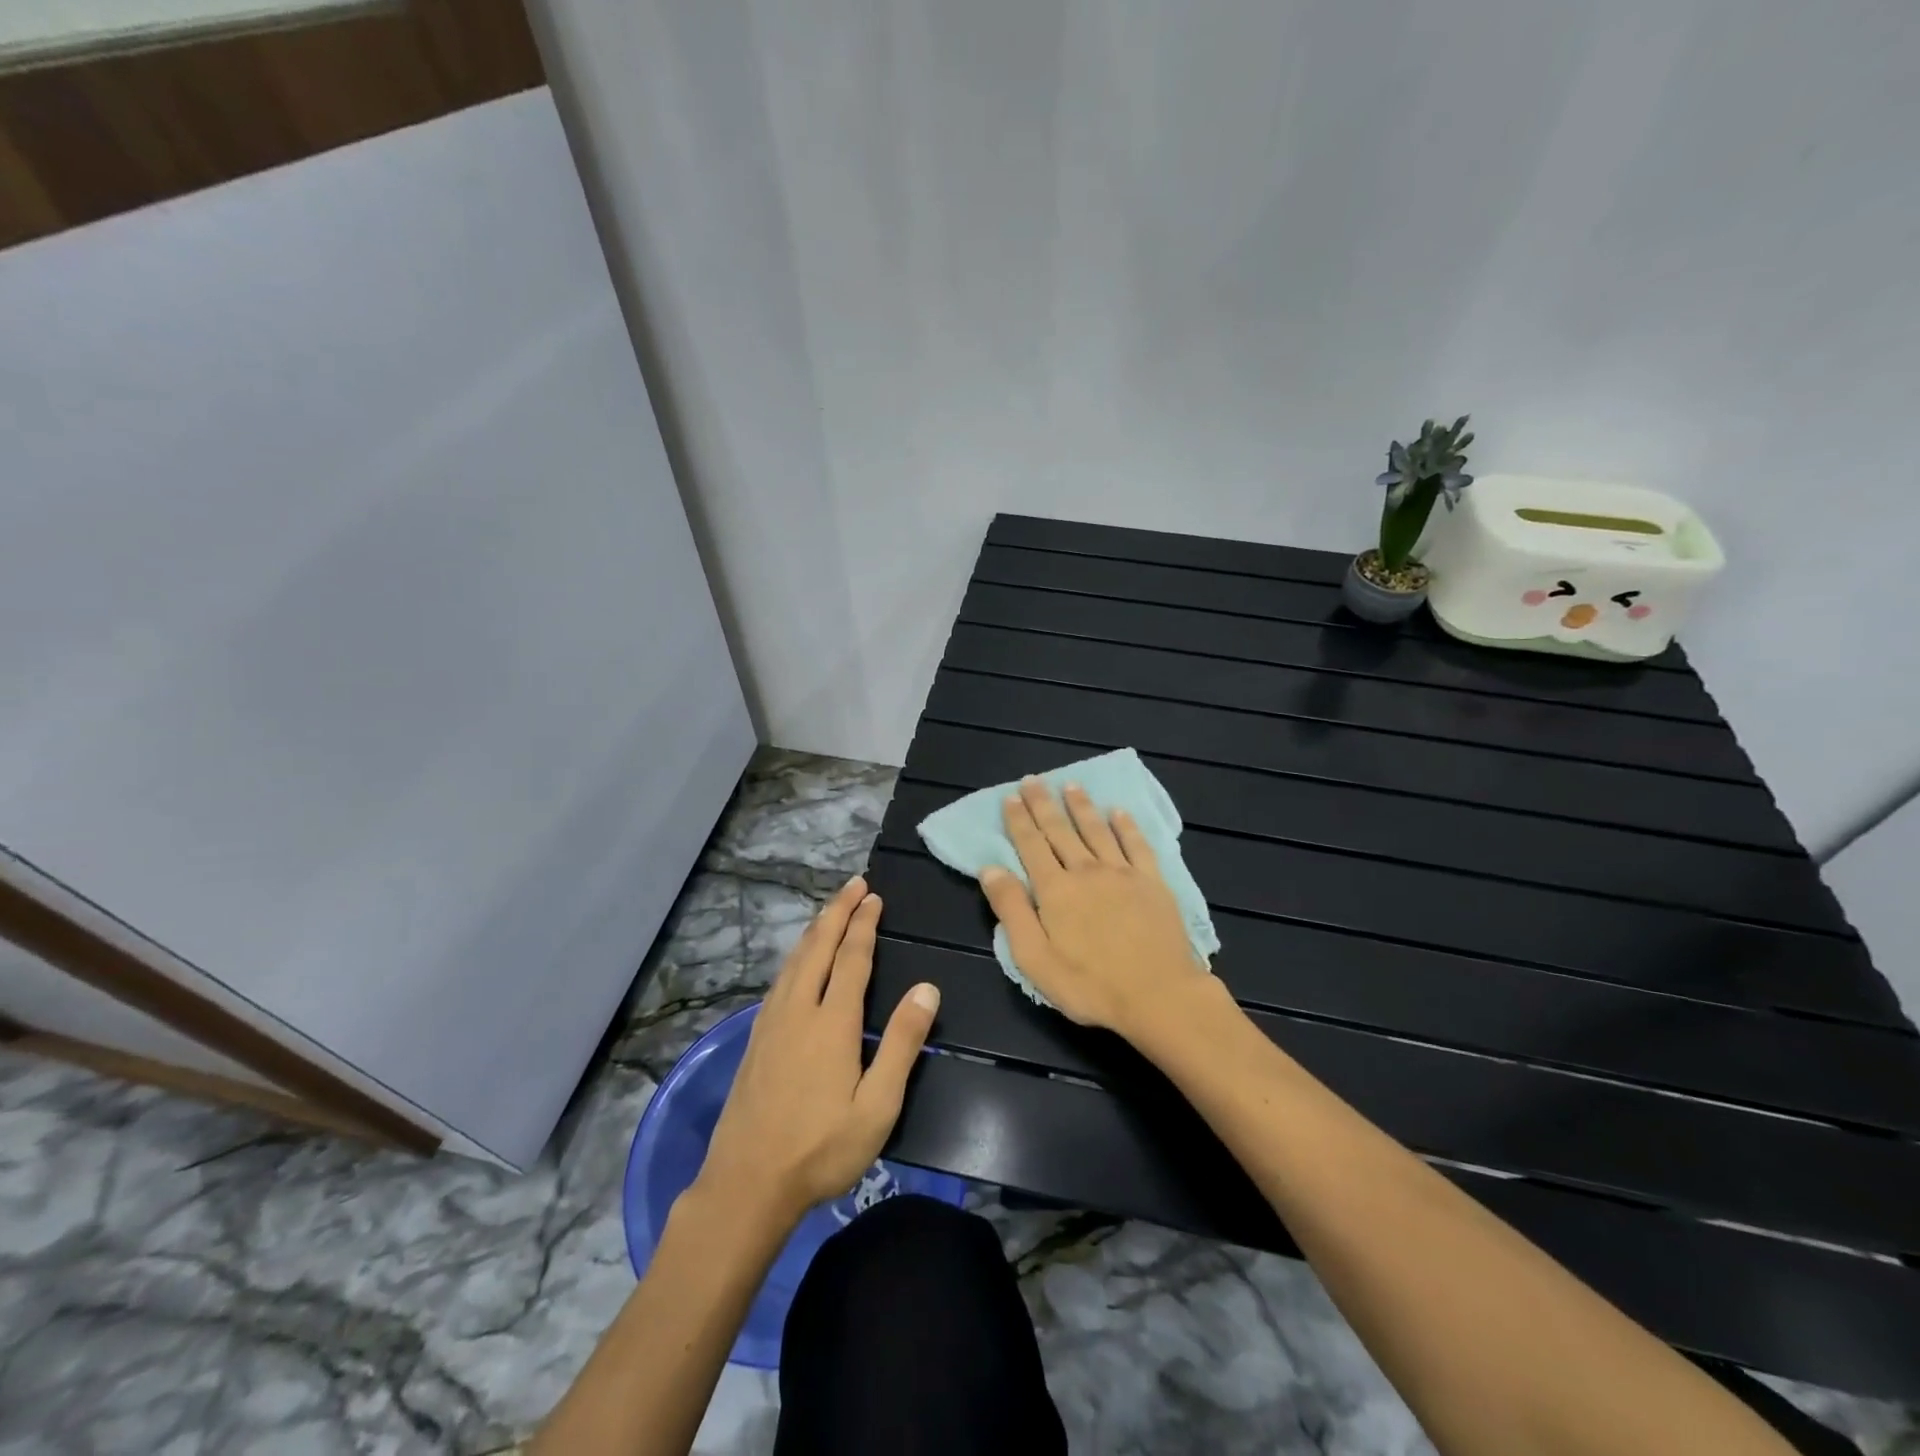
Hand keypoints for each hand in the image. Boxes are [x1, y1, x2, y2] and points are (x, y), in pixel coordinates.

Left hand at [693, 876, 940, 1231]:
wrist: (746, 1184)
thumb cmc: (821, 1148)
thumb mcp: (877, 1106)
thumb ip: (902, 1044)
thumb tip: (927, 989)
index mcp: (832, 1022)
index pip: (851, 958)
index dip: (863, 924)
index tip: (873, 897)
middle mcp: (799, 1009)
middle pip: (818, 946)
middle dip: (837, 911)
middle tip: (854, 884)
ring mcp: (771, 1022)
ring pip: (794, 960)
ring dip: (815, 929)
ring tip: (830, 909)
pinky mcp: (755, 1038)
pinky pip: (780, 978)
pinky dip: (795, 955)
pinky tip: (798, 960)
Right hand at [979, 777, 1210, 1042]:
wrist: (1159, 996)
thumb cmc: (1090, 985)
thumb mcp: (1034, 958)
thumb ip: (1011, 910)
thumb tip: (989, 869)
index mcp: (1055, 889)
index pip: (1031, 845)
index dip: (1019, 820)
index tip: (1010, 797)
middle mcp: (1086, 870)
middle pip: (1061, 830)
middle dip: (1043, 804)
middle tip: (1033, 780)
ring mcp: (1122, 873)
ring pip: (1097, 830)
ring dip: (1082, 806)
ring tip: (1070, 785)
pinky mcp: (1153, 882)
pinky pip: (1137, 844)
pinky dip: (1126, 826)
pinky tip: (1119, 812)